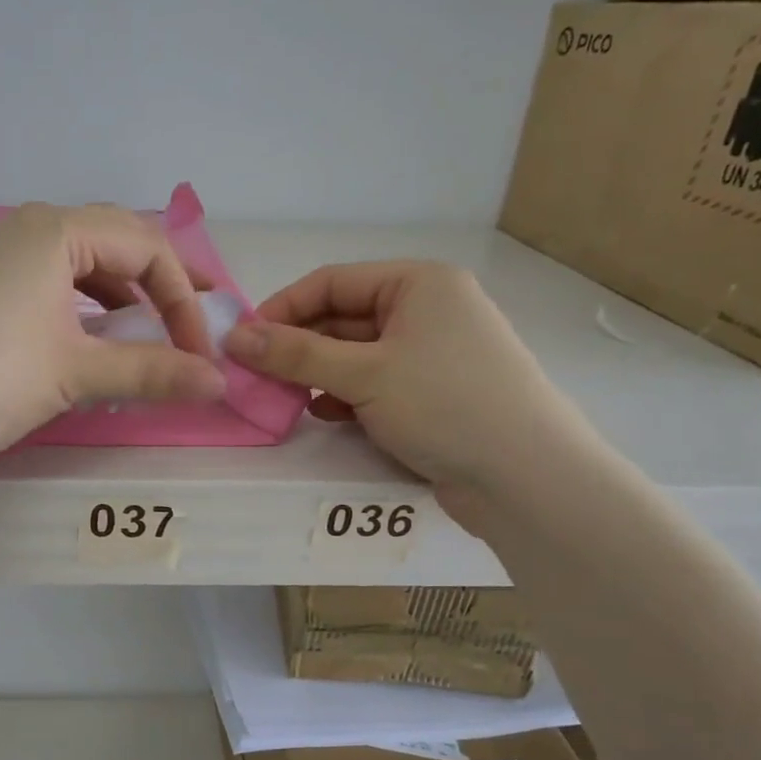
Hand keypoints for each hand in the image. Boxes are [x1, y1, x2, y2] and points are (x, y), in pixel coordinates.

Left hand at [0, 203, 225, 464]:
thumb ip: (152, 372)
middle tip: (194, 320)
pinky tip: (90, 338)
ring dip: (121, 295)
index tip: (199, 352)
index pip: (146, 246)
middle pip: (115, 242)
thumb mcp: (78, 373)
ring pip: (80, 263)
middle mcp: (25, 228)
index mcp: (55, 230)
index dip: (184, 298)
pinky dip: (82, 306)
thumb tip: (218, 383)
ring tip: (146, 332)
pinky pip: (48, 281)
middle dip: (161, 283)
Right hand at [222, 260, 590, 520]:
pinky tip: (325, 416)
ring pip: (355, 354)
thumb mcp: (363, 374)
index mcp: (418, 283)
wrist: (526, 477)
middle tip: (255, 376)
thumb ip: (295, 355)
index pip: (331, 282)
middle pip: (342, 318)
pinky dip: (345, 396)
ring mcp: (432, 354)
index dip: (282, 309)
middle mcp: (427, 310)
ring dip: (317, 374)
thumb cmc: (445, 405)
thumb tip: (234, 338)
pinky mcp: (433, 394)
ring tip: (284, 398)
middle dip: (298, 346)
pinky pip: (374, 383)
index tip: (243, 343)